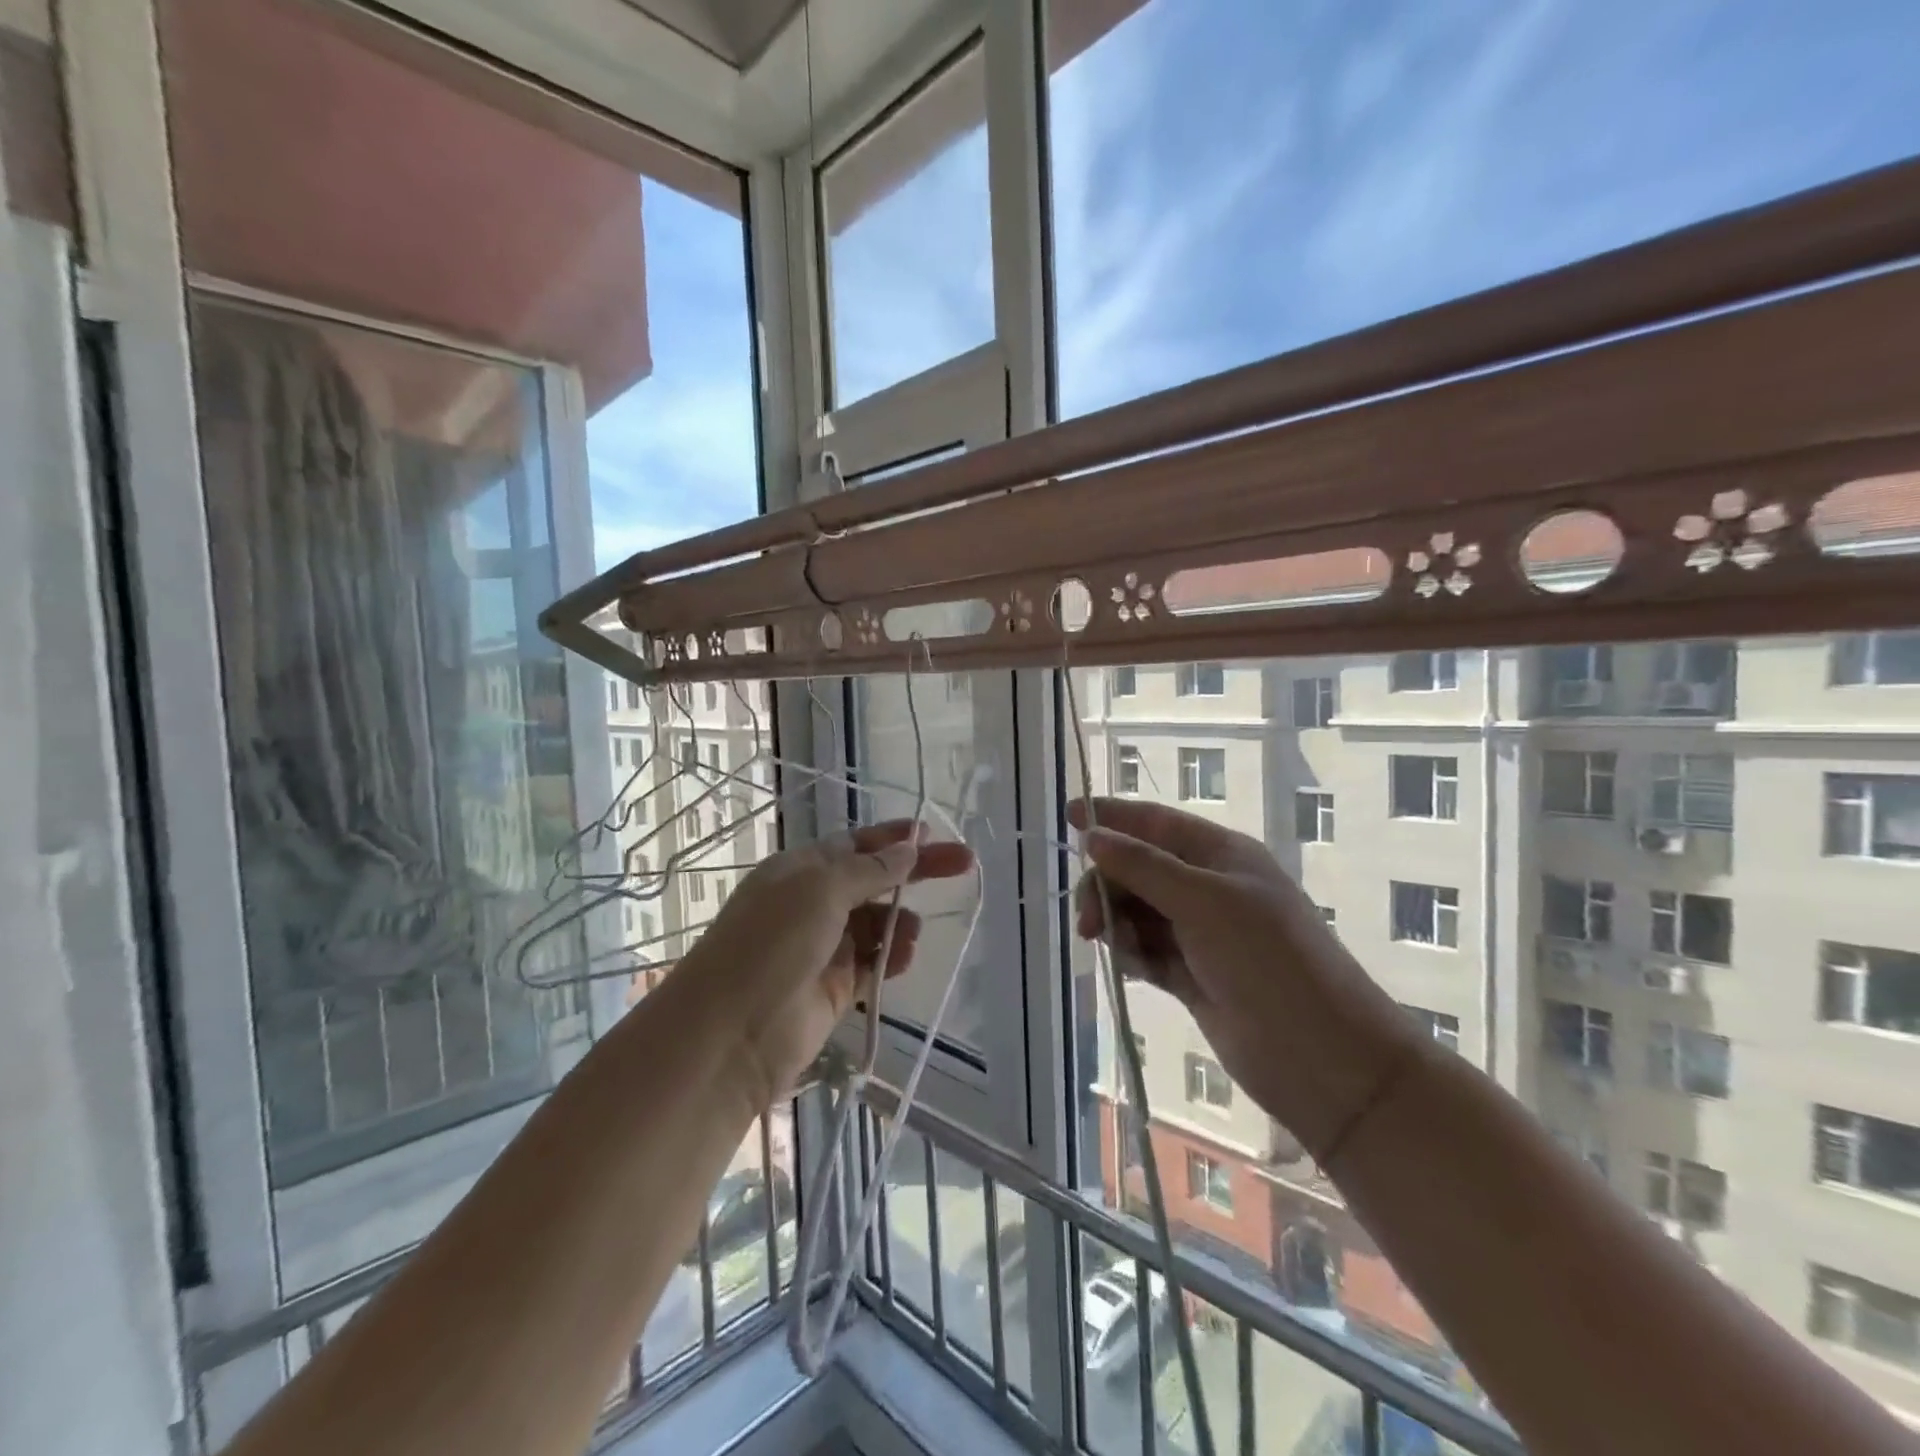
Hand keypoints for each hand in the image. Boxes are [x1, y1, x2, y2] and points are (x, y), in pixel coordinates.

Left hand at [677, 821, 973, 1111]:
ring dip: (900, 922)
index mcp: (801, 869)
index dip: (894, 838)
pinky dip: (892, 956)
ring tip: (912, 932)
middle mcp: (812, 903)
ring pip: (877, 924)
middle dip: (915, 872)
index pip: (856, 844)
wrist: (732, 1032)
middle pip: (874, 880)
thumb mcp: (821, 889)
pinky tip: (904, 957)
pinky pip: (874, 963)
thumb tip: (909, 847)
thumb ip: (870, 870)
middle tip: (962, 863)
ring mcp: (823, 947)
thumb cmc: (772, 942)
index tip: (932, 832)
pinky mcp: (835, 987)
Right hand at [1069, 797, 1416, 1161]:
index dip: (1113, 817)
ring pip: (1136, 910)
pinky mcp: (1190, 973)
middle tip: (1088, 920)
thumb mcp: (1205, 902)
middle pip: (1137, 868)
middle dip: (1107, 884)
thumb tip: (1092, 836)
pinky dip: (1130, 952)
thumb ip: (1144, 867)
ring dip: (1116, 921)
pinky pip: (1144, 949)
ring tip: (1109, 945)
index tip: (1068, 815)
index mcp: (1220, 855)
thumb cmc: (1268, 960)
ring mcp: (1199, 932)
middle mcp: (1207, 887)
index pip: (1155, 823)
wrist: (1322, 1057)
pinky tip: (1130, 967)